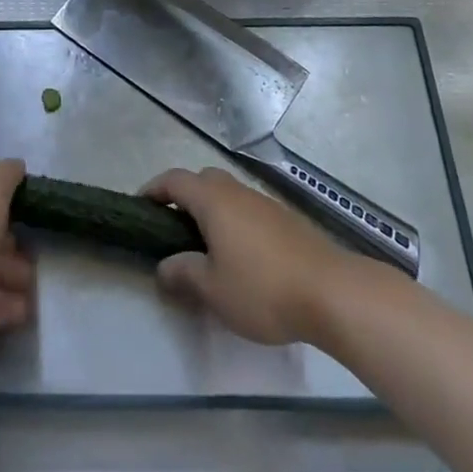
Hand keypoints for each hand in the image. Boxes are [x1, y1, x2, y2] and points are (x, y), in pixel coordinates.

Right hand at [142, 166, 356, 345]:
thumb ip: (183, 274)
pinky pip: (249, 210)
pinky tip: (241, 255)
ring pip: (229, 194)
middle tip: (173, 228)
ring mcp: (265, 204)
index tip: (140, 206)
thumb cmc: (262, 288)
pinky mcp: (287, 220)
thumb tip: (164, 266)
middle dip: (184, 196)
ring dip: (212, 210)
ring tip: (206, 246)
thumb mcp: (213, 290)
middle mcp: (238, 193)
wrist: (332, 292)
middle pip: (204, 180)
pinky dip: (235, 222)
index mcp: (213, 201)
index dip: (154, 189)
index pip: (175, 180)